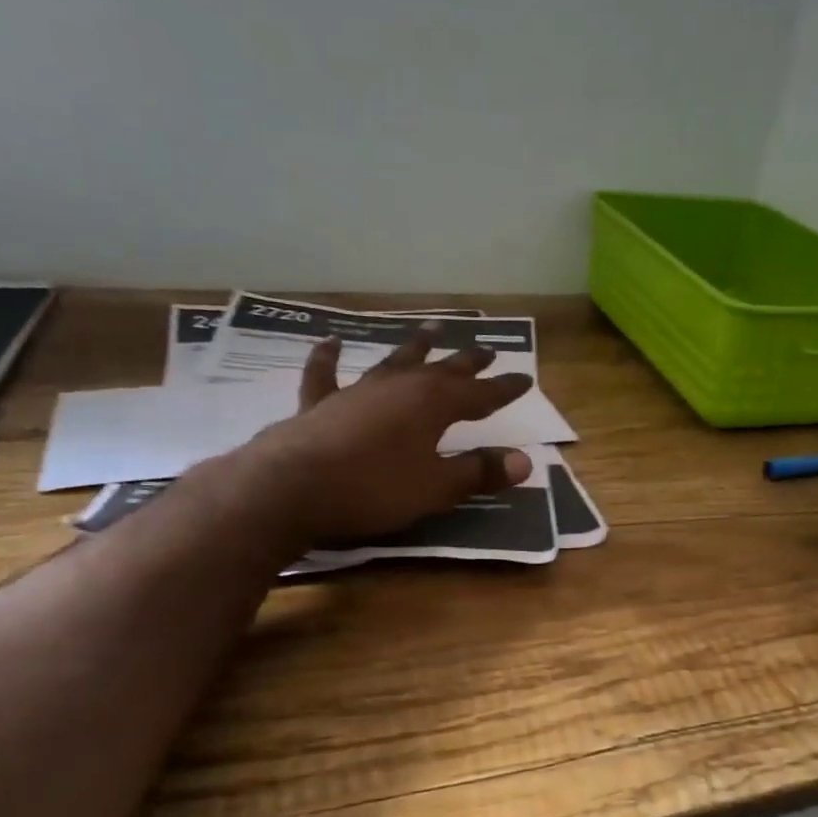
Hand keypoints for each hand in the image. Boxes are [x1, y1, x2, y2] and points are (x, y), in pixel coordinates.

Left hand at [243, 327, 534, 542]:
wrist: (292, 488)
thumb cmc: (374, 488)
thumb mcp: (436, 487)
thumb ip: (478, 472)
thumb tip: (525, 461)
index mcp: (433, 405)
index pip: (480, 395)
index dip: (503, 389)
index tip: (525, 379)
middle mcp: (399, 387)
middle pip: (442, 370)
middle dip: (467, 362)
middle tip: (487, 348)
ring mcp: (358, 391)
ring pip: (394, 361)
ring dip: (415, 346)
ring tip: (433, 328)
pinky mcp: (320, 404)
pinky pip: (326, 374)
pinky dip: (329, 357)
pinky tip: (332, 341)